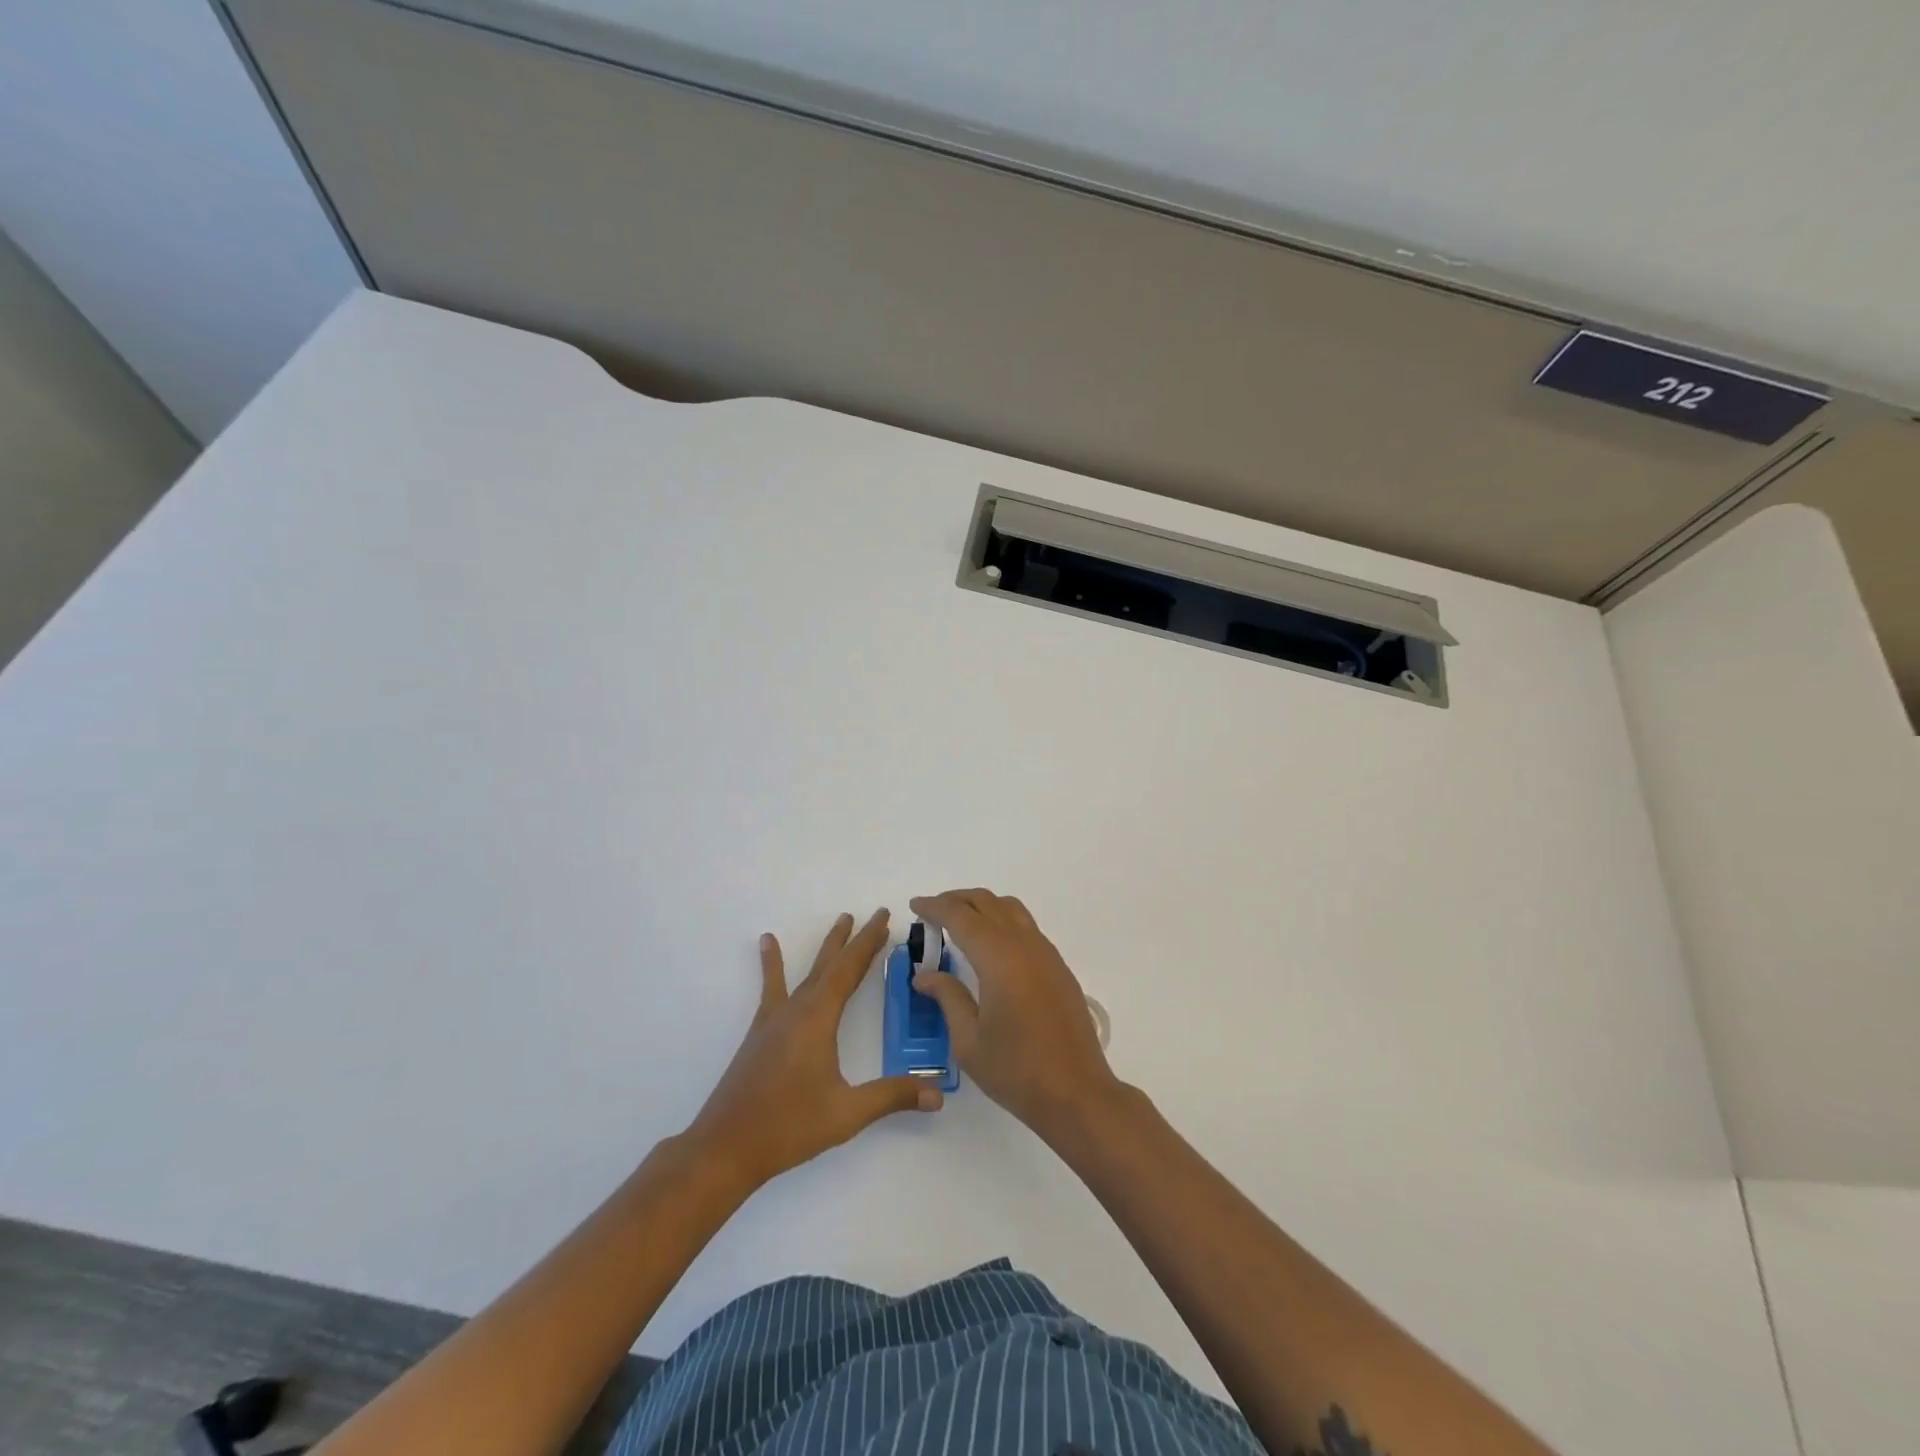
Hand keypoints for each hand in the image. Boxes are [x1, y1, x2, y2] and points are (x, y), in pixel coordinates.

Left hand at [686, 909, 940, 1192]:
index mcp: (818, 1019)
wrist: (724, 1148)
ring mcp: (775, 1019)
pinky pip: (773, 988)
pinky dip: (772, 964)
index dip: (869, 943)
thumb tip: (938, 1094)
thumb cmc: (788, 1126)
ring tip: (839, 920)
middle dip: (854, 939)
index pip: (850, 970)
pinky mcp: (760, 1033)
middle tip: (872, 914)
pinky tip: (766, 943)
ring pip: (807, 973)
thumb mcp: (847, 1113)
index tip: (884, 918)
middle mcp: (797, 1010)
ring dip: (826, 948)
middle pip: (830, 964)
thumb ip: (892, 1097)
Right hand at [908, 889, 1121, 1140]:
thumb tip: (924, 975)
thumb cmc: (1016, 1071)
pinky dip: (1002, 921)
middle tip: (932, 911)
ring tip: (960, 922)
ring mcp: (1046, 954)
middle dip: (957, 900)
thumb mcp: (969, 1040)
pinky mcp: (1058, 967)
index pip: (961, 917)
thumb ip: (947, 997)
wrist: (1077, 1093)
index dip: (935, 907)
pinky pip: (1026, 927)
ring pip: (1011, 909)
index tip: (915, 905)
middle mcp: (1024, 945)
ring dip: (982, 906)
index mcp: (999, 958)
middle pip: (987, 903)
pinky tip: (991, 947)